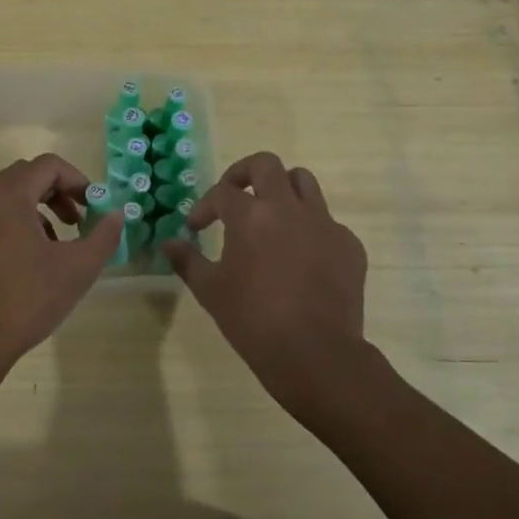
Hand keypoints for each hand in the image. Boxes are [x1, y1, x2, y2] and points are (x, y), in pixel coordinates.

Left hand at [0, 153, 123, 374]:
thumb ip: (103, 237)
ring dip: (40, 208)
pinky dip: (19, 223)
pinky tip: (32, 259)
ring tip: (59, 242)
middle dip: (59, 192)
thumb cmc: (25, 300)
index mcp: (9, 195)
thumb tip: (118, 214)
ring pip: (10, 197)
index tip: (95, 206)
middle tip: (79, 221)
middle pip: (28, 176)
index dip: (78, 180)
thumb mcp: (76, 269)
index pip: (49, 165)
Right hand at [165, 151, 369, 416]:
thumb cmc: (253, 321)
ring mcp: (324, 224)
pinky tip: (301, 257)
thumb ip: (187, 261)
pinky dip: (309, 229)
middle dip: (244, 173)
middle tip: (234, 195)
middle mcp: (288, 209)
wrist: (315, 353)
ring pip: (303, 182)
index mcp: (251, 216)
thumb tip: (169, 244)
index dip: (204, 206)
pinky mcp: (349, 244)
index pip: (222, 193)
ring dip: (282, 189)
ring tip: (271, 214)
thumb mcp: (210, 292)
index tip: (196, 228)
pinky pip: (327, 222)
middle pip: (266, 164)